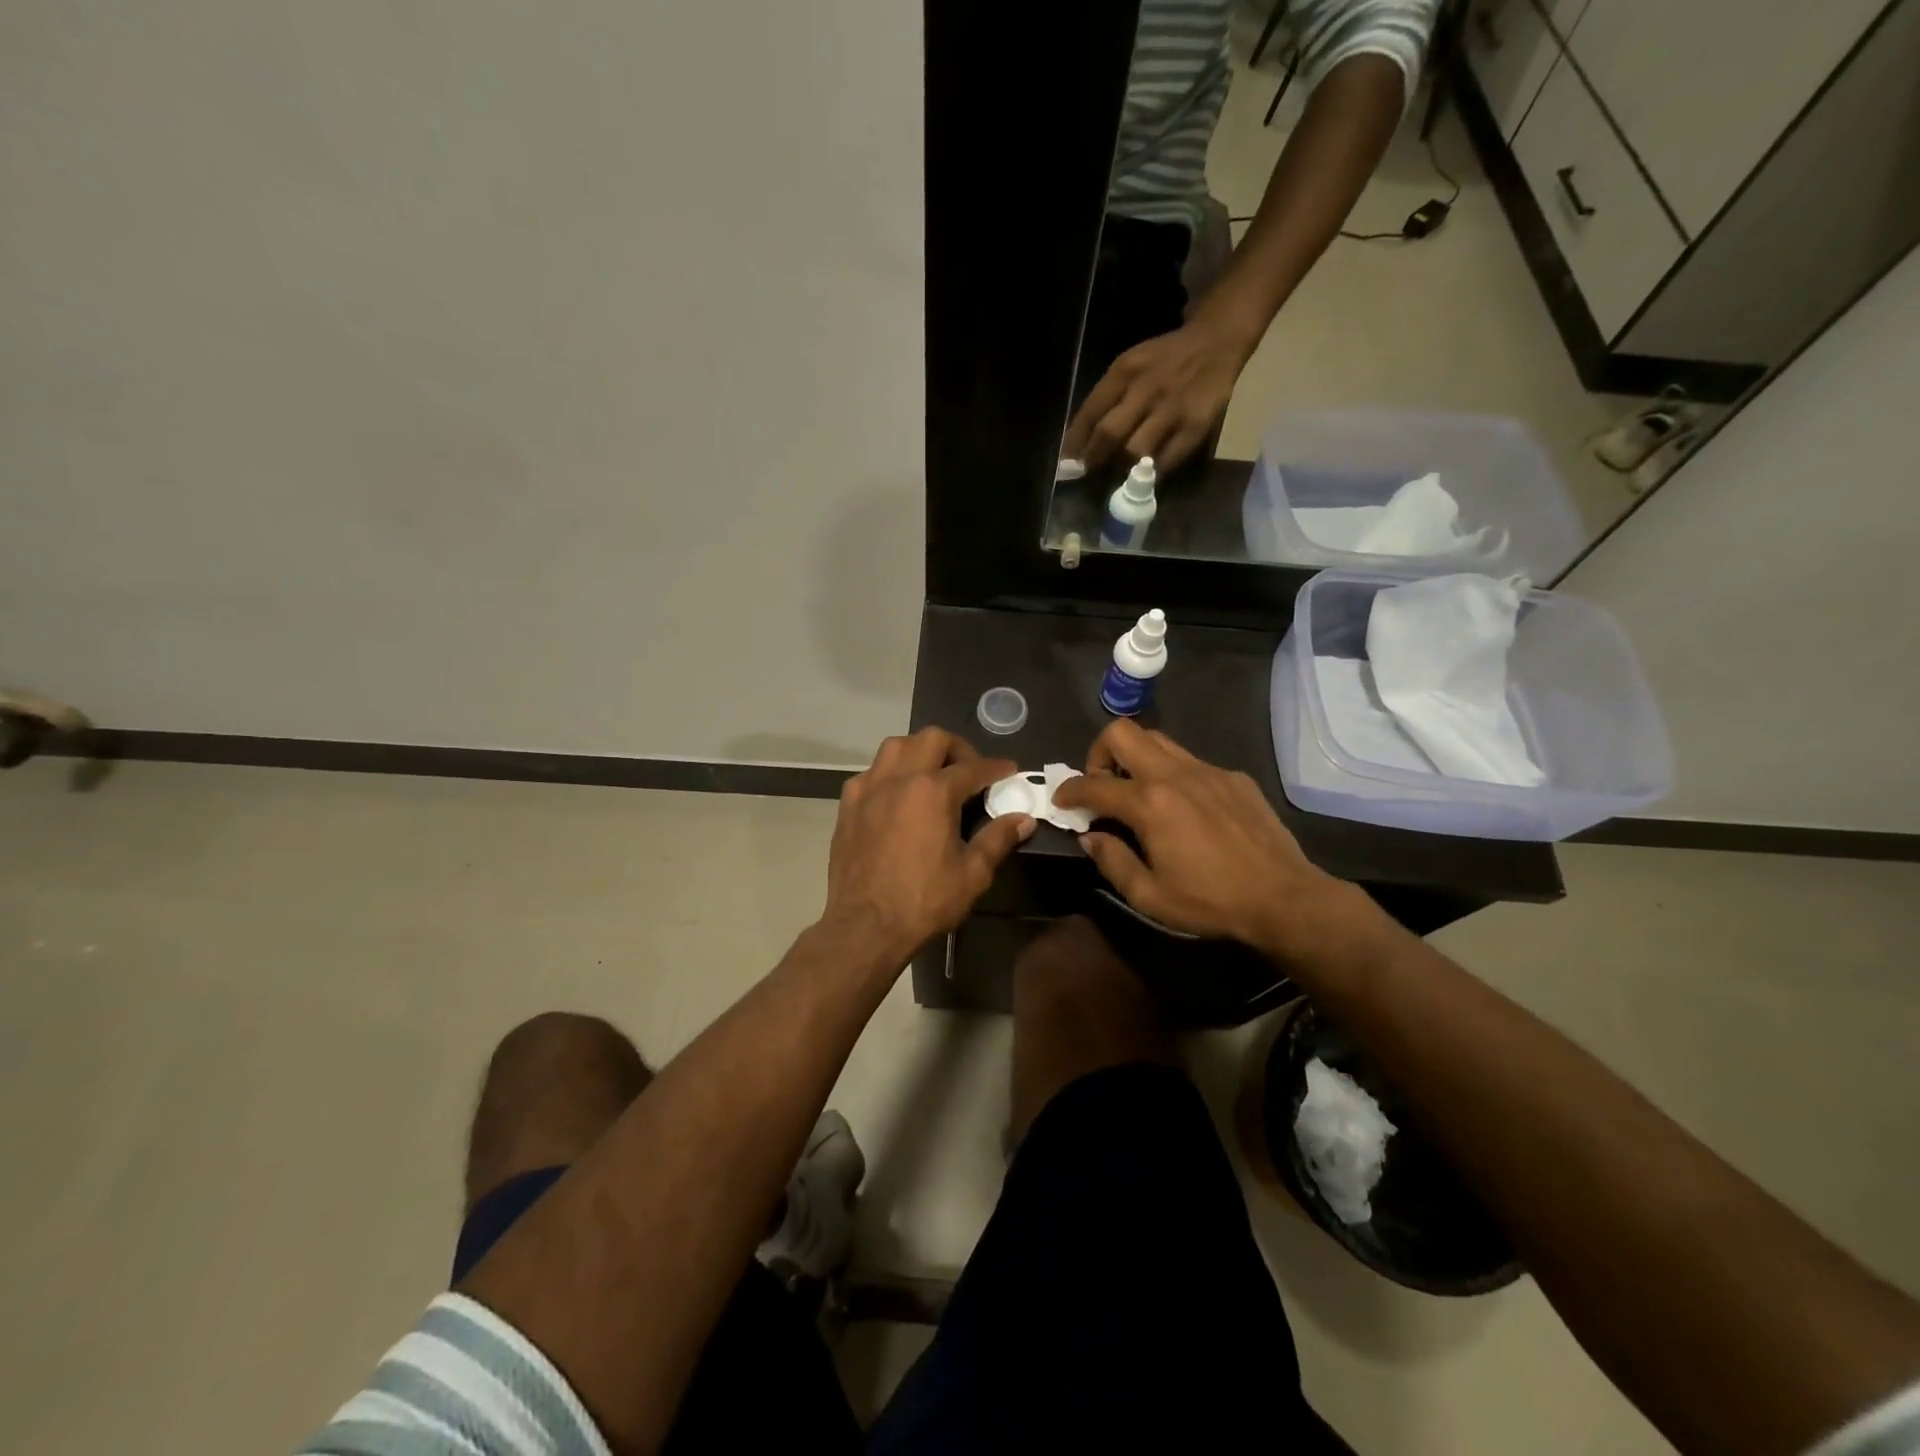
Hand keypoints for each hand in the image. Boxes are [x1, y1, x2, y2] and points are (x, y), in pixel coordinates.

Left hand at [823, 728, 1034, 961]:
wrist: (866, 926)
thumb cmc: (924, 901)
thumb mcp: (972, 873)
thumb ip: (998, 839)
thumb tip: (1024, 819)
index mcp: (933, 791)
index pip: (973, 767)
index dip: (996, 767)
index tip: (1009, 770)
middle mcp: (899, 778)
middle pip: (931, 739)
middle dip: (957, 748)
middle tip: (969, 770)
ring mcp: (868, 789)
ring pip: (895, 746)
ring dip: (919, 751)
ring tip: (932, 774)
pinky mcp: (848, 805)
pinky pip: (871, 773)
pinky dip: (890, 774)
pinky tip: (897, 796)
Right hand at [1051, 720, 1365, 959]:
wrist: (1284, 898)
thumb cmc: (1211, 901)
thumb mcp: (1149, 895)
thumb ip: (1111, 861)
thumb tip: (1089, 837)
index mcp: (1149, 803)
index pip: (1093, 784)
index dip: (1068, 790)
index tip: (1061, 801)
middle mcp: (1174, 774)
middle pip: (1122, 733)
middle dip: (1099, 753)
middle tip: (1102, 785)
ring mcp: (1207, 770)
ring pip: (1157, 739)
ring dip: (1136, 757)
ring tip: (1138, 791)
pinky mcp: (1232, 777)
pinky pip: (1190, 760)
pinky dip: (1173, 774)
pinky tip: (1184, 807)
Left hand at [1061, 318, 1251, 473]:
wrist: (1216, 340)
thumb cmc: (1165, 359)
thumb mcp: (1131, 366)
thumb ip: (1107, 398)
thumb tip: (1079, 441)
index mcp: (1125, 371)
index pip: (1091, 412)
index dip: (1075, 443)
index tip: (1067, 464)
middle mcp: (1146, 388)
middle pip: (1110, 434)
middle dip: (1095, 459)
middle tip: (1090, 472)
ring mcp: (1172, 408)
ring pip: (1136, 451)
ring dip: (1122, 468)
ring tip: (1119, 473)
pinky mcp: (1195, 425)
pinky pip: (1167, 459)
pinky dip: (1152, 472)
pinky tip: (1147, 474)